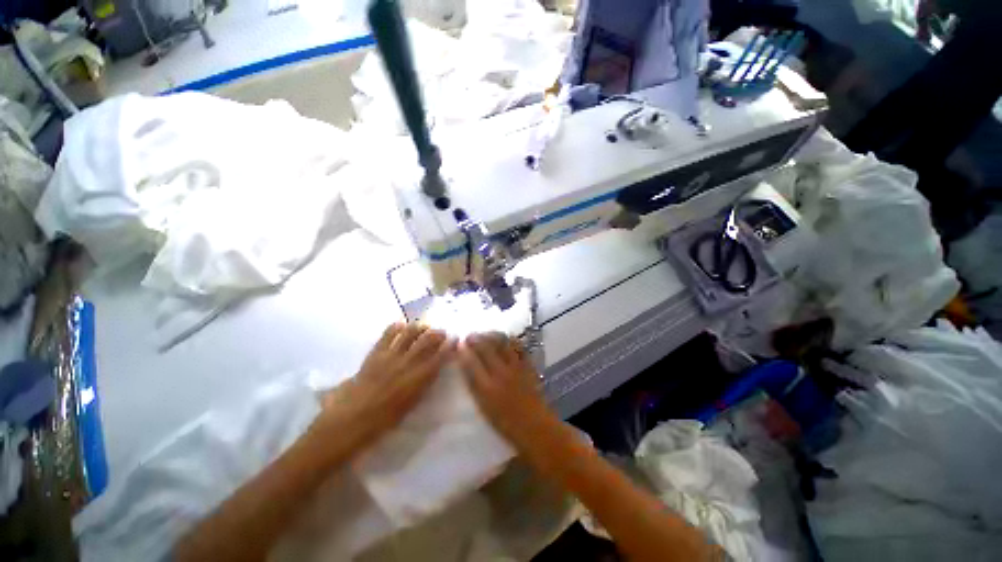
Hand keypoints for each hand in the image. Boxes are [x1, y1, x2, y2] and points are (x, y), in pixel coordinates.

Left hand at [311, 322, 454, 458]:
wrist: (350, 420)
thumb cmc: (383, 421)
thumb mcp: (411, 405)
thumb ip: (423, 384)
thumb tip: (432, 370)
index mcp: (418, 380)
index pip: (439, 357)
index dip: (449, 346)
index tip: (456, 338)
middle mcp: (407, 364)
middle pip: (427, 340)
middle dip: (438, 333)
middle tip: (442, 332)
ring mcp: (390, 356)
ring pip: (410, 333)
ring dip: (420, 327)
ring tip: (423, 327)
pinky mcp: (375, 353)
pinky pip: (388, 334)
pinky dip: (396, 327)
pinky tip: (401, 325)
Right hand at [458, 333, 559, 451]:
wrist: (535, 426)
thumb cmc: (506, 423)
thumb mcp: (484, 408)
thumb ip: (475, 387)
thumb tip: (467, 368)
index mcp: (486, 389)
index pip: (471, 363)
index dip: (463, 352)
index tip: (459, 345)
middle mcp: (500, 374)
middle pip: (485, 348)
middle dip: (474, 339)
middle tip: (469, 336)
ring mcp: (515, 367)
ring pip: (502, 343)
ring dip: (491, 335)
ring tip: (485, 334)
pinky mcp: (527, 365)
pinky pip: (518, 347)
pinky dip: (510, 340)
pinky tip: (505, 339)